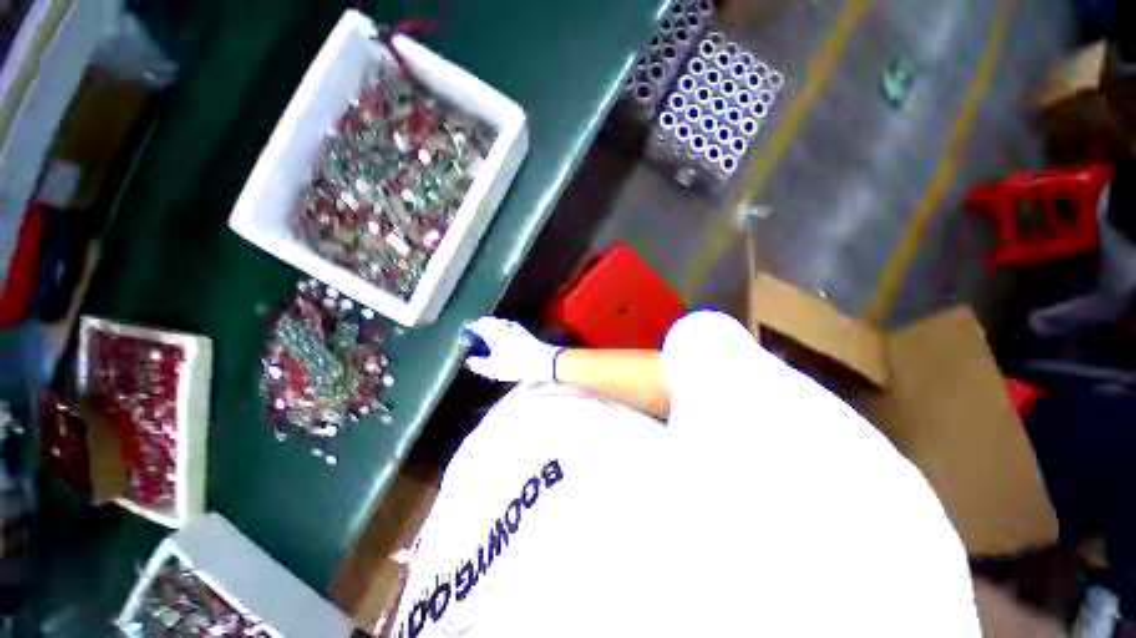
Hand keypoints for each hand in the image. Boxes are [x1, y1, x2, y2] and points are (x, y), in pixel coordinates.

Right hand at [462, 317, 561, 382]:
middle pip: (490, 321)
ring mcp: (516, 328)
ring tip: (489, 329)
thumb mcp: (495, 369)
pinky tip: (505, 332)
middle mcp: (504, 328)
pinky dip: (503, 326)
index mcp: (494, 334)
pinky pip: (509, 324)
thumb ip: (479, 365)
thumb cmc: (517, 365)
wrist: (542, 361)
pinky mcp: (524, 331)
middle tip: (477, 327)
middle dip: (482, 323)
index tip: (468, 329)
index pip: (479, 326)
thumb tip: (470, 361)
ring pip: (500, 321)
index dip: (472, 327)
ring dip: (493, 323)